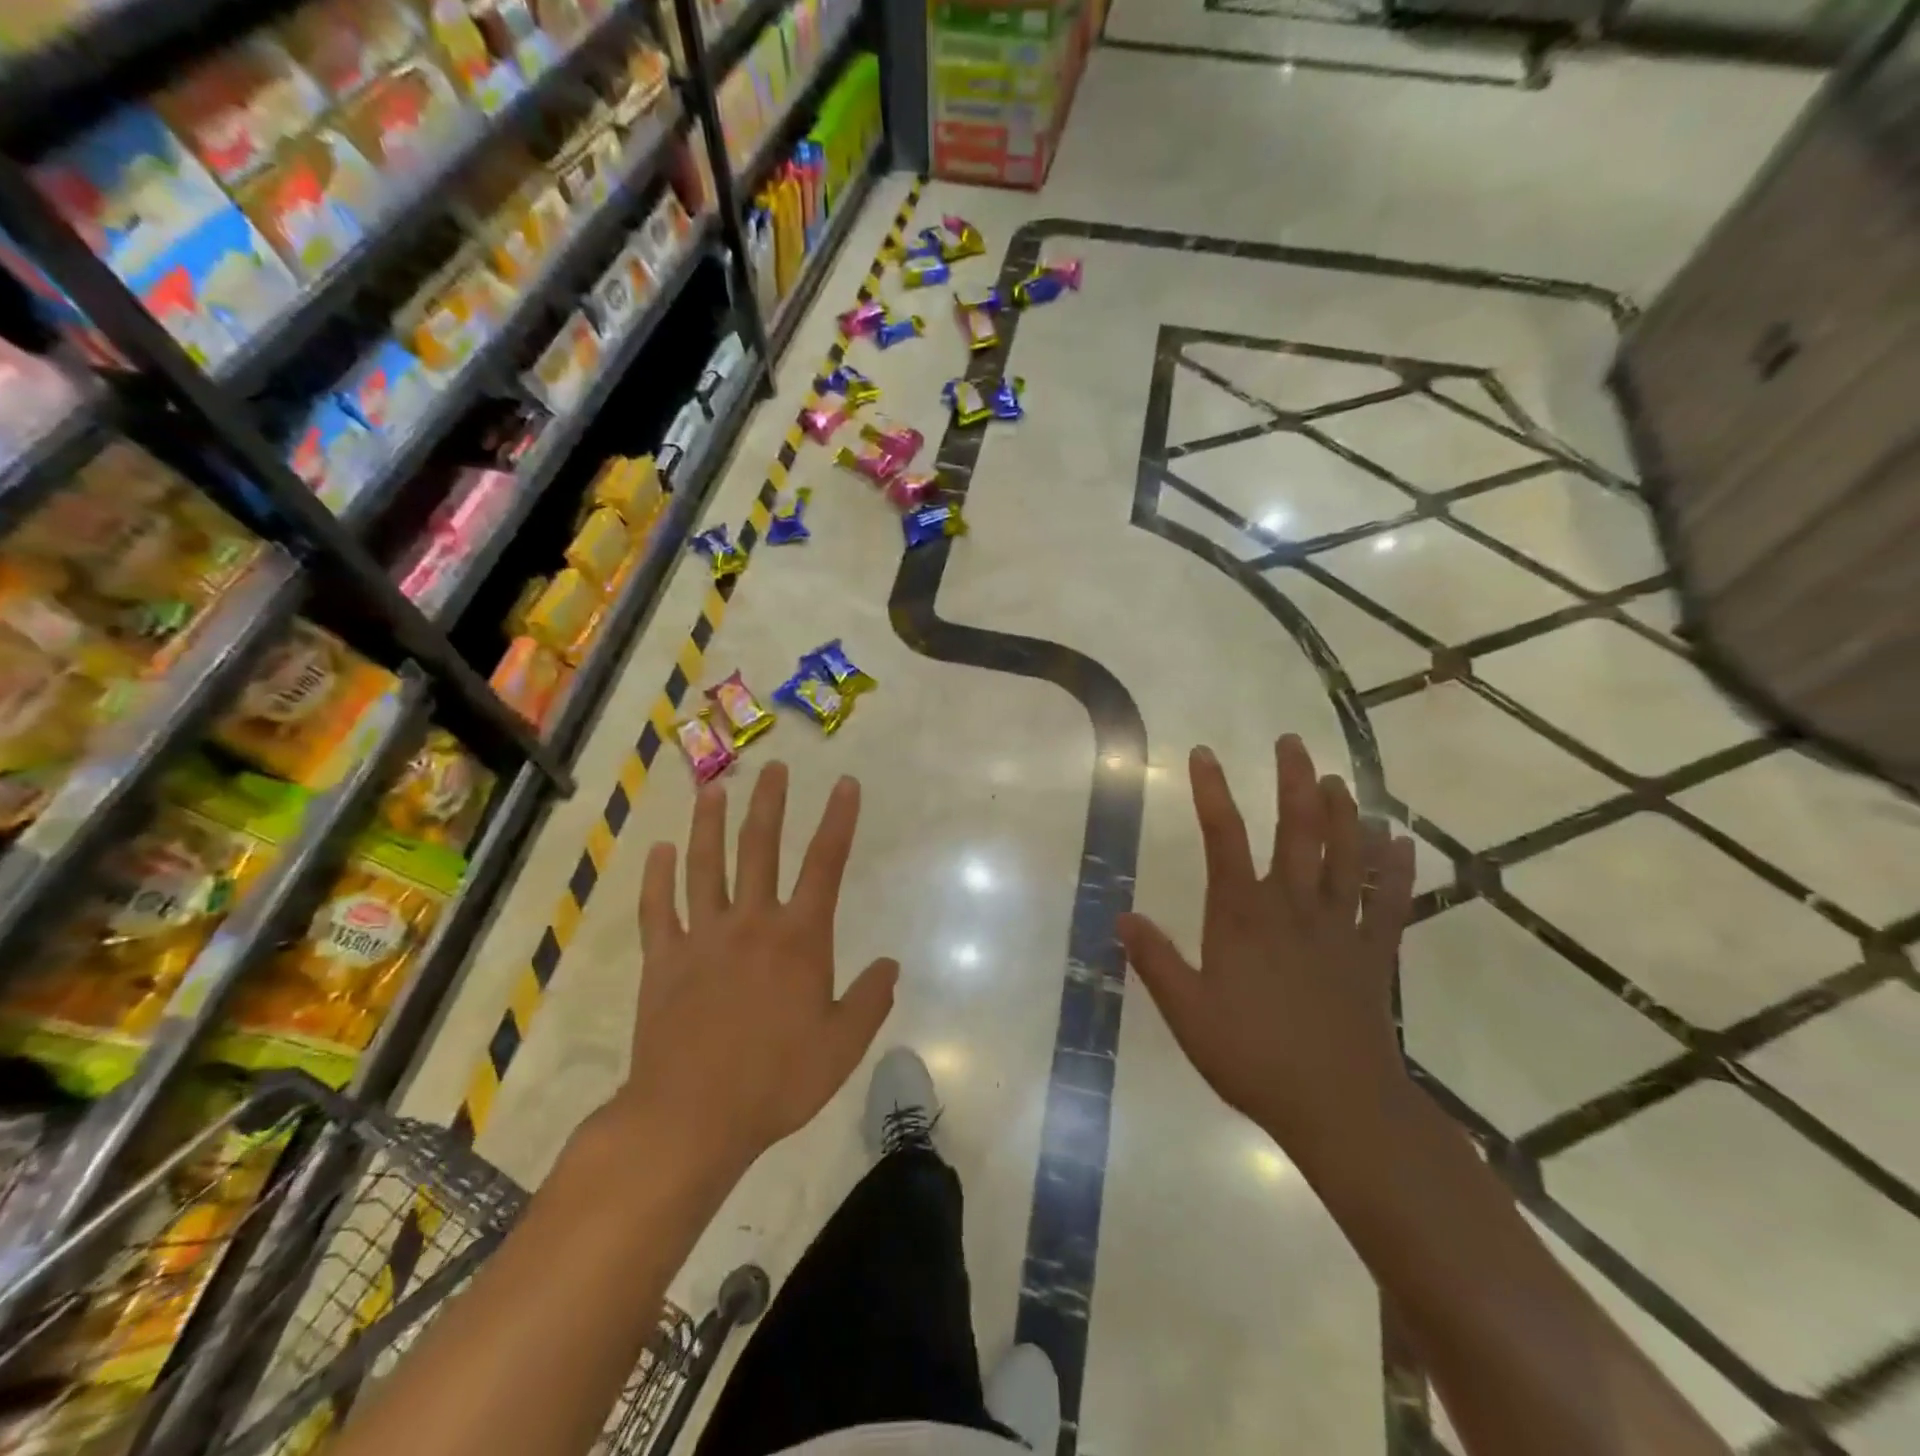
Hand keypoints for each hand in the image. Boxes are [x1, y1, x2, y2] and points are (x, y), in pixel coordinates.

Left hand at [614, 763, 898, 1172]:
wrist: (692, 1117)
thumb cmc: (776, 1081)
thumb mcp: (842, 1046)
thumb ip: (870, 1000)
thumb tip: (891, 964)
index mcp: (799, 938)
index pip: (825, 864)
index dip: (839, 820)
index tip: (845, 784)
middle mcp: (751, 923)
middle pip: (761, 849)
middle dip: (770, 805)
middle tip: (774, 768)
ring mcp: (702, 937)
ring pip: (704, 865)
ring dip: (709, 824)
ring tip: (714, 790)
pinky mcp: (663, 960)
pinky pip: (657, 908)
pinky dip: (656, 877)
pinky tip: (658, 850)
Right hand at [1118, 735, 1416, 1154]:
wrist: (1339, 1107)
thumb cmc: (1254, 1057)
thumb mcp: (1188, 1013)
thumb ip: (1156, 961)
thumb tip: (1122, 916)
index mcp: (1243, 916)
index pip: (1224, 838)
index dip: (1212, 793)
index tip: (1205, 754)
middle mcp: (1293, 908)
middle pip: (1297, 831)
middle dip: (1294, 782)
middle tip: (1292, 742)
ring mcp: (1339, 928)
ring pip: (1346, 855)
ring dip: (1343, 812)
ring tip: (1338, 779)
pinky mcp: (1374, 954)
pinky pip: (1388, 902)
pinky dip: (1396, 870)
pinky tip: (1400, 842)